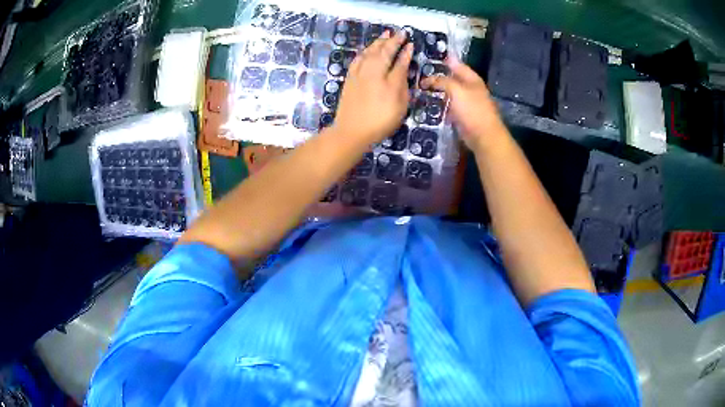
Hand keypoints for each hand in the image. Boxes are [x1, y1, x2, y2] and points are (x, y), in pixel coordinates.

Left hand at [332, 31, 412, 144]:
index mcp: (388, 78)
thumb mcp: (400, 104)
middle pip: (383, 52)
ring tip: (384, 35)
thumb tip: (402, 67)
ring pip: (369, 52)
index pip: (399, 61)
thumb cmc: (381, 121)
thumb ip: (402, 82)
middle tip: (399, 33)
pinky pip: (358, 59)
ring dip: (377, 42)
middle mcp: (373, 72)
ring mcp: (359, 74)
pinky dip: (364, 52)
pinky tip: (367, 50)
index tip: (410, 43)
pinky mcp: (349, 79)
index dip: (405, 52)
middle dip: (392, 41)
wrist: (351, 131)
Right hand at [421, 58, 506, 150]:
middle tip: (420, 74)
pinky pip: (449, 105)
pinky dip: (441, 103)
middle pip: (452, 78)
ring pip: (450, 92)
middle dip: (438, 76)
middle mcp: (470, 88)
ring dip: (438, 90)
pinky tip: (430, 103)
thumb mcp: (456, 90)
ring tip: (421, 88)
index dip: (444, 60)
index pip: (456, 64)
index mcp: (472, 79)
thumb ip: (442, 81)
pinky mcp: (463, 115)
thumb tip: (428, 78)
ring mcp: (467, 102)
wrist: (483, 136)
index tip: (428, 58)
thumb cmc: (472, 109)